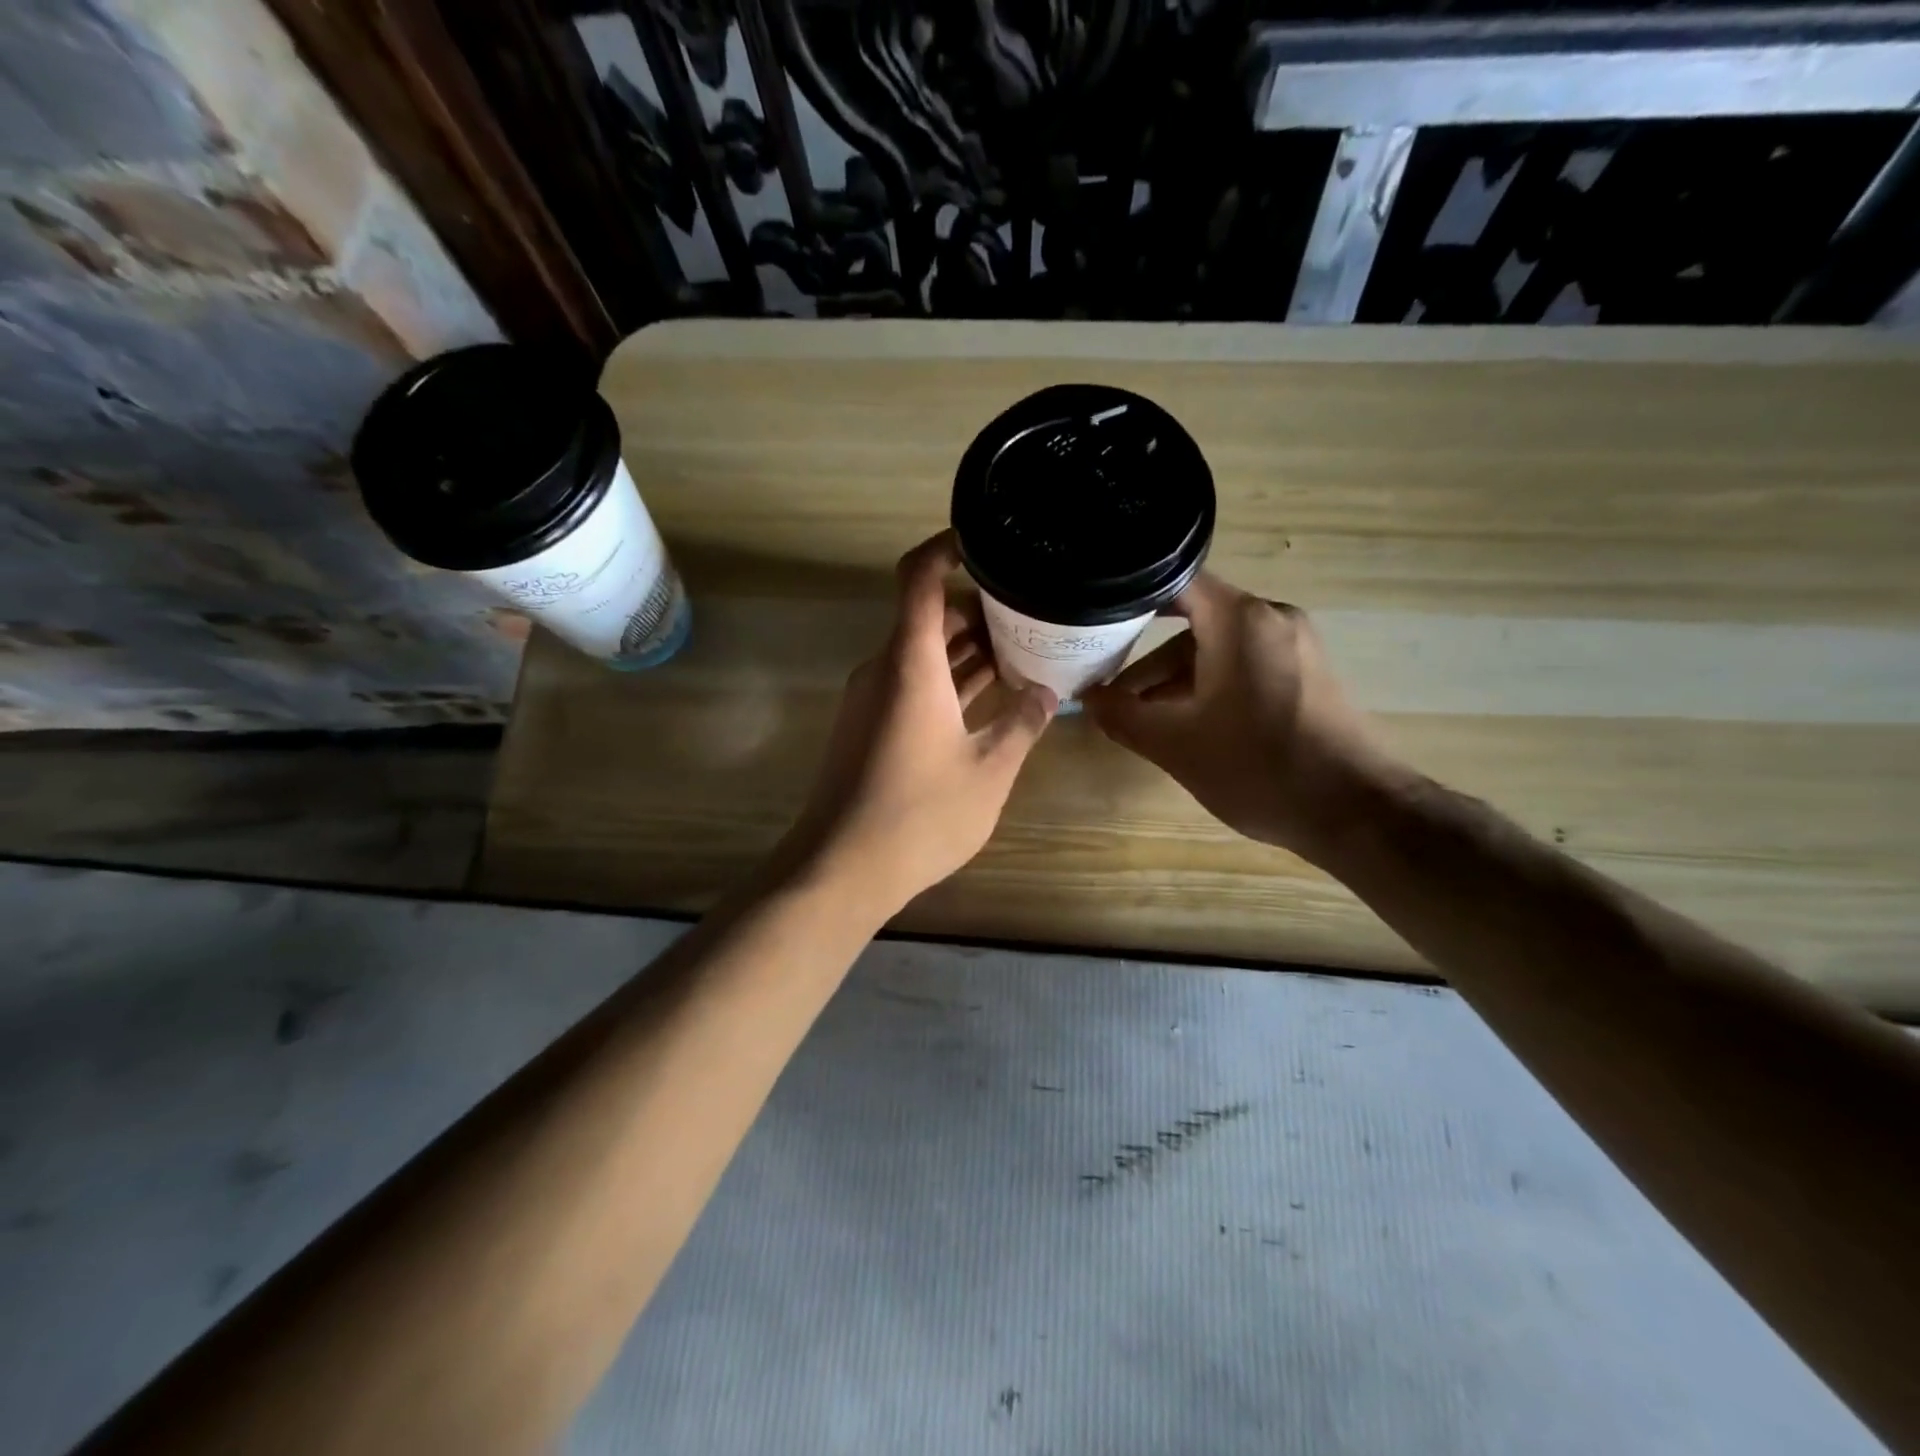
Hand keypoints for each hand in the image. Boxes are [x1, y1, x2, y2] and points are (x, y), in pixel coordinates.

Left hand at [785, 531, 1057, 916]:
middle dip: (979, 610)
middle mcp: (885, 669)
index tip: (987, 542)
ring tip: (1023, 650)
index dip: (948, 548)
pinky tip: (990, 697)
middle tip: (1032, 613)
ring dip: (967, 650)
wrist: (842, 868)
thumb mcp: (988, 770)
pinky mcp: (870, 727)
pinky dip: (949, 681)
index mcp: (910, 663)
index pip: (920, 578)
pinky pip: (913, 684)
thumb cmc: (919, 814)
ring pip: (923, 654)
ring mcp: (873, 700)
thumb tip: (1048, 693)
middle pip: (928, 616)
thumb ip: (1021, 724)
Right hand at [1082, 573, 1409, 862]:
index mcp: (1239, 620)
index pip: (1174, 581)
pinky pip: (1243, 666)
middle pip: (1193, 621)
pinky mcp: (1306, 674)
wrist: (1354, 811)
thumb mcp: (1175, 744)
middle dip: (1144, 655)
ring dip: (1174, 678)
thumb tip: (1087, 699)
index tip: (1094, 617)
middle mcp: (1270, 618)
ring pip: (1217, 649)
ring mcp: (1293, 646)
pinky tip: (1184, 723)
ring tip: (1138, 716)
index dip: (1129, 595)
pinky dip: (1208, 686)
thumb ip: (1122, 716)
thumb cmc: (1258, 767)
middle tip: (1104, 682)